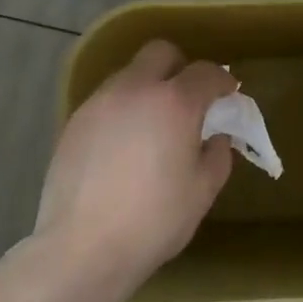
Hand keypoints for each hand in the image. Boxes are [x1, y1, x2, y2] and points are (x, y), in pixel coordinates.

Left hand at [35, 39, 236, 292]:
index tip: (228, 94)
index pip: (206, 72)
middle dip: (180, 68)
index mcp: (174, 103)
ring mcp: (100, 102)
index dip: (222, 81)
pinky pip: (107, 101)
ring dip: (148, 88)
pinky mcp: (74, 121)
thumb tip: (215, 137)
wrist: (82, 248)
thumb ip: (217, 155)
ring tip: (151, 126)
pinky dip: (122, 110)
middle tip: (187, 100)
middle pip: (161, 53)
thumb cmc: (153, 221)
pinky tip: (122, 146)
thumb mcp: (202, 192)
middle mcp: (135, 89)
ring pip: (130, 74)